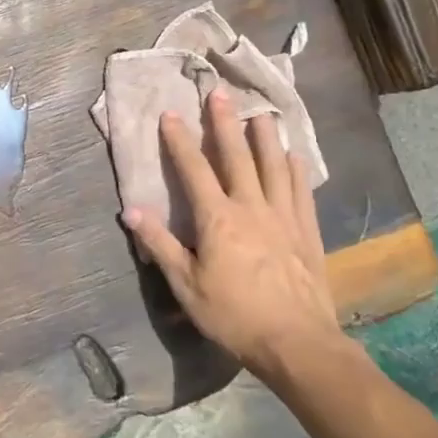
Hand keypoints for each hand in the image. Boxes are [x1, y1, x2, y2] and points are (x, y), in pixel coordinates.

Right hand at [121, 88, 342, 379]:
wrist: (298, 343)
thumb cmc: (234, 315)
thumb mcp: (186, 285)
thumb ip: (159, 244)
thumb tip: (130, 210)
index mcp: (217, 219)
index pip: (194, 170)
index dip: (180, 141)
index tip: (170, 114)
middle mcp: (251, 208)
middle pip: (236, 157)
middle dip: (225, 124)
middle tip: (220, 93)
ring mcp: (284, 217)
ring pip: (274, 167)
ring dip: (266, 138)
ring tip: (262, 113)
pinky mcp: (307, 232)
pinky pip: (301, 192)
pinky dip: (296, 170)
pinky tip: (295, 156)